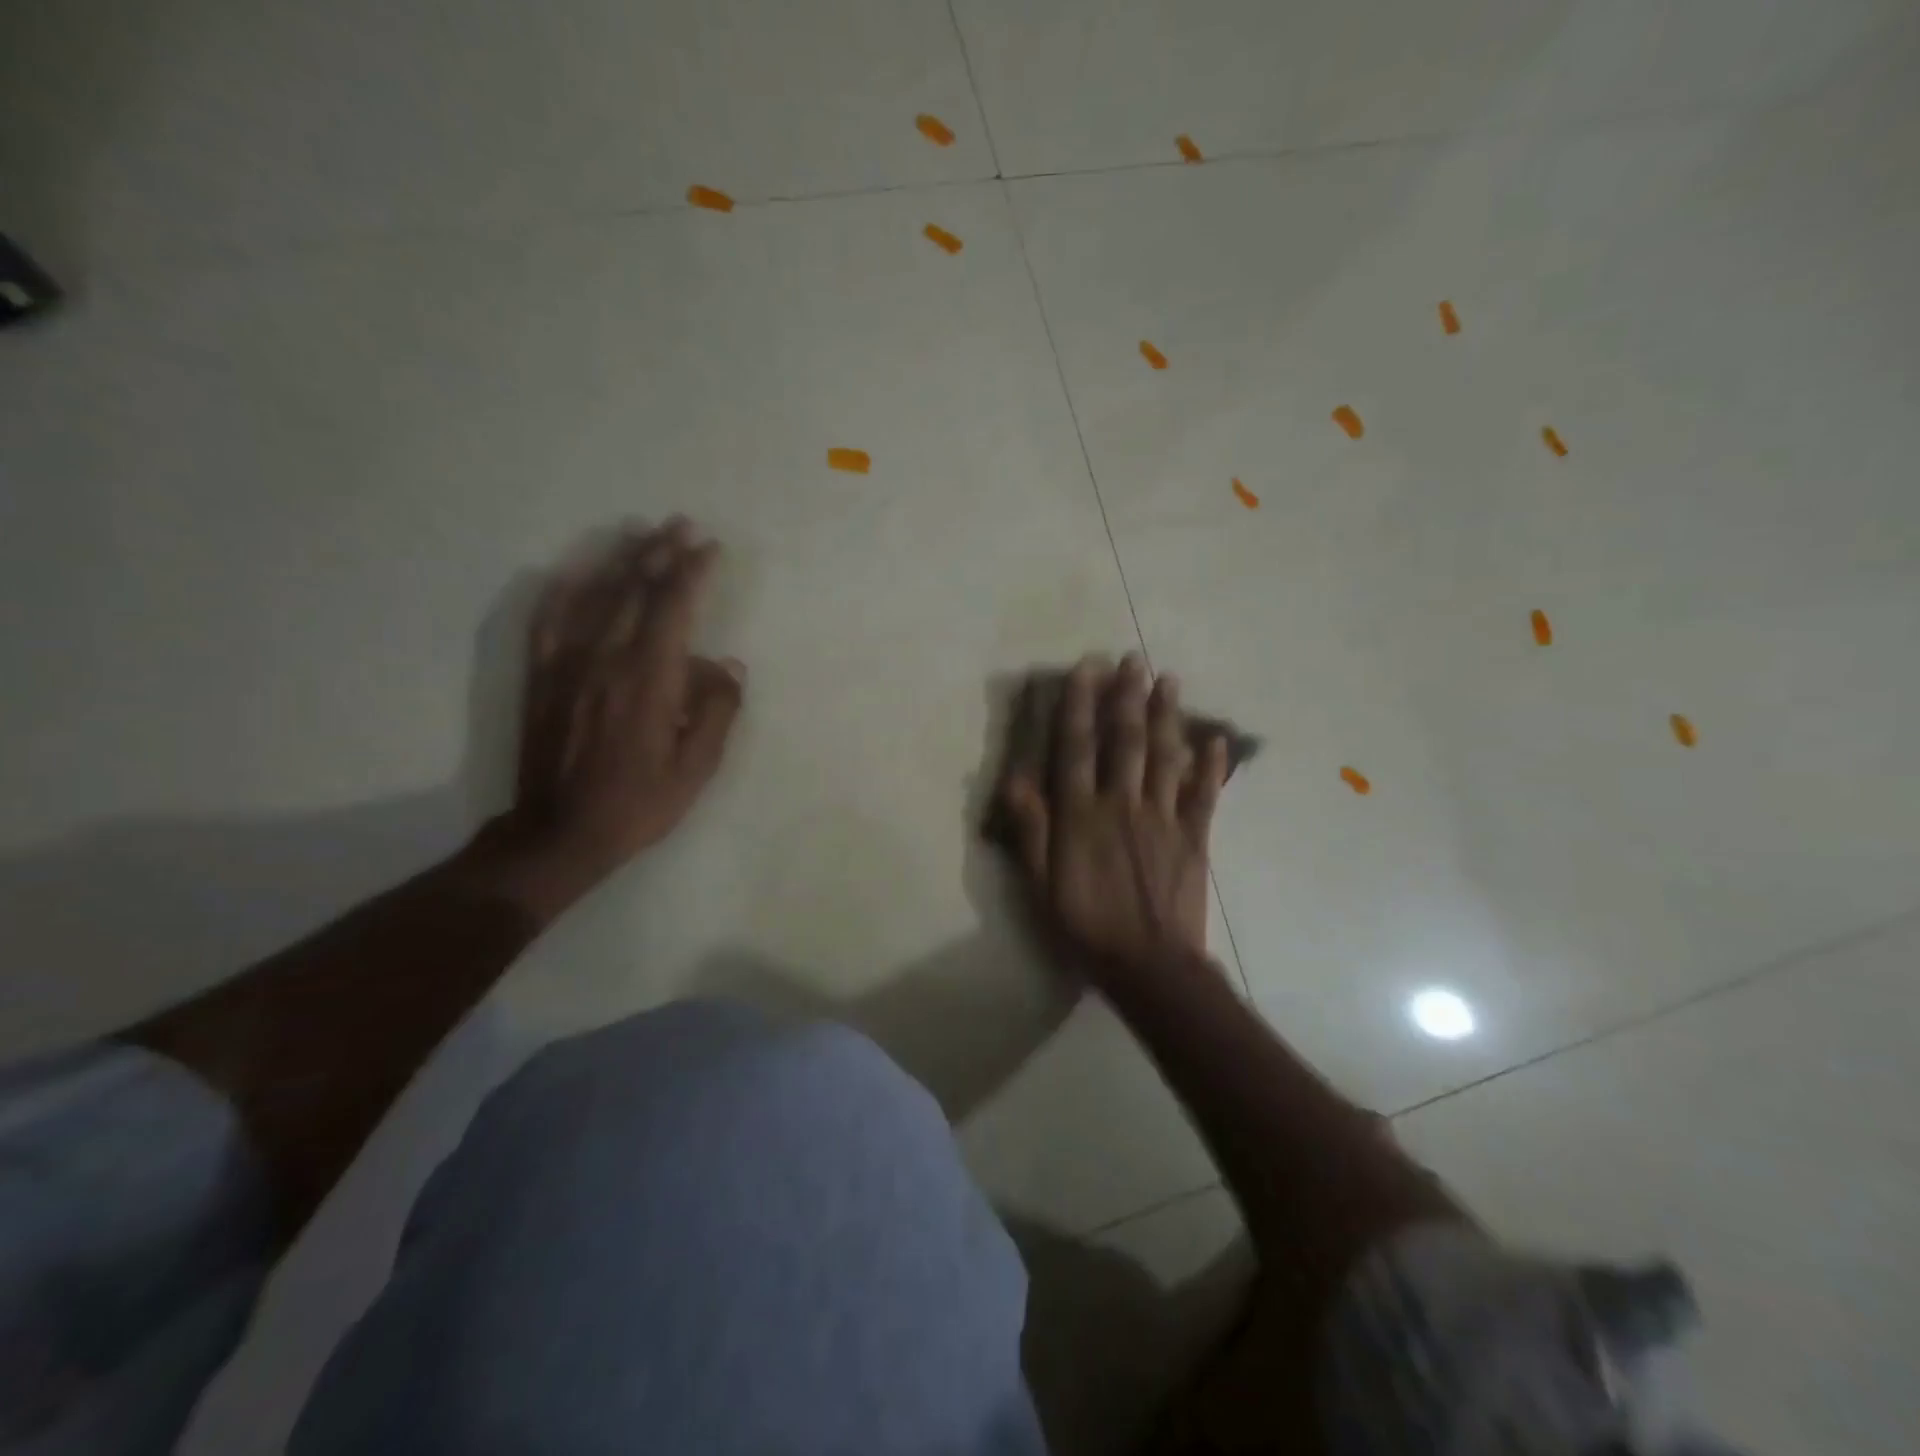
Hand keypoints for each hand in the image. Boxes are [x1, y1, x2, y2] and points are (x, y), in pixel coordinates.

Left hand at [493, 518, 743, 907]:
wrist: (558, 832)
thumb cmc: (638, 803)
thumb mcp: (697, 767)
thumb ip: (716, 710)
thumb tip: (727, 664)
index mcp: (648, 679)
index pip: (673, 608)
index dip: (693, 572)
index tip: (710, 548)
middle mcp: (604, 658)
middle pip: (633, 590)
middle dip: (660, 553)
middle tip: (680, 525)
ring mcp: (566, 663)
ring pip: (593, 595)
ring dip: (620, 560)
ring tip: (641, 534)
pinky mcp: (541, 676)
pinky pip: (548, 618)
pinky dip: (564, 588)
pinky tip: (575, 572)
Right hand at [999, 652, 1227, 982]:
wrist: (1149, 966)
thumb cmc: (1085, 926)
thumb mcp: (1041, 884)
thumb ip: (1031, 831)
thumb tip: (1016, 780)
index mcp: (1081, 815)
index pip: (1077, 748)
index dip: (1079, 705)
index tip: (1084, 669)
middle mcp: (1122, 804)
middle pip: (1125, 741)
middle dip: (1127, 696)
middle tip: (1132, 658)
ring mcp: (1163, 818)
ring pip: (1165, 756)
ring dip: (1167, 715)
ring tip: (1168, 679)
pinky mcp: (1195, 837)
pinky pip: (1204, 794)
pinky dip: (1211, 765)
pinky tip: (1216, 738)